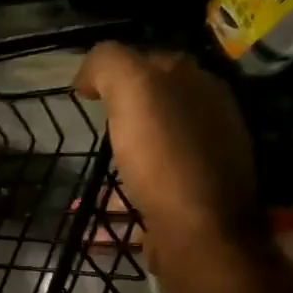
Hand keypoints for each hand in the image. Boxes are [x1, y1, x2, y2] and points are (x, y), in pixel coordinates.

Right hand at [74, 44, 259, 273]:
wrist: (197, 231)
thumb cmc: (164, 156)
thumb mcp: (133, 89)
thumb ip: (109, 64)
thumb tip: (88, 74)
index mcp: (200, 85)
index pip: (153, 61)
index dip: (115, 71)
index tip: (83, 93)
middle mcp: (210, 119)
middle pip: (155, 107)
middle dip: (121, 113)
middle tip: (89, 127)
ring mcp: (204, 164)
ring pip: (153, 150)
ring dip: (122, 157)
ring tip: (90, 173)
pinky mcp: (192, 204)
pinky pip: (149, 192)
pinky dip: (123, 198)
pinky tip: (99, 215)